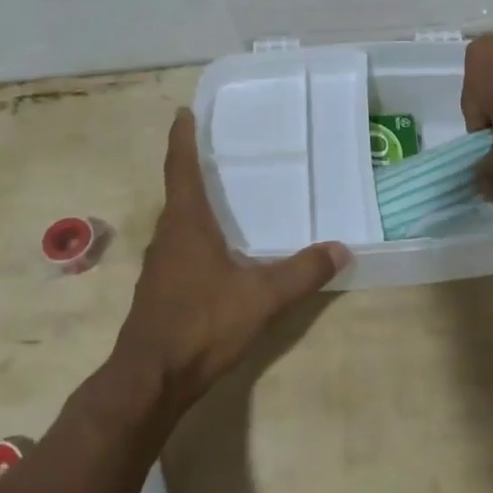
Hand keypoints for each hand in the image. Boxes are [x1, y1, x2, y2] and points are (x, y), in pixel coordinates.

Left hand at [110, 109, 348, 420]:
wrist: (150, 379)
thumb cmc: (201, 324)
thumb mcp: (261, 298)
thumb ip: (302, 272)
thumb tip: (341, 248)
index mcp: (186, 225)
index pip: (181, 169)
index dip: (182, 139)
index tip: (182, 112)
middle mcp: (168, 237)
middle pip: (179, 192)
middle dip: (195, 168)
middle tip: (220, 150)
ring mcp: (160, 265)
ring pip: (179, 223)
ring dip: (196, 205)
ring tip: (225, 196)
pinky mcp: (161, 290)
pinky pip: (181, 248)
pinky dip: (197, 236)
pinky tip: (220, 252)